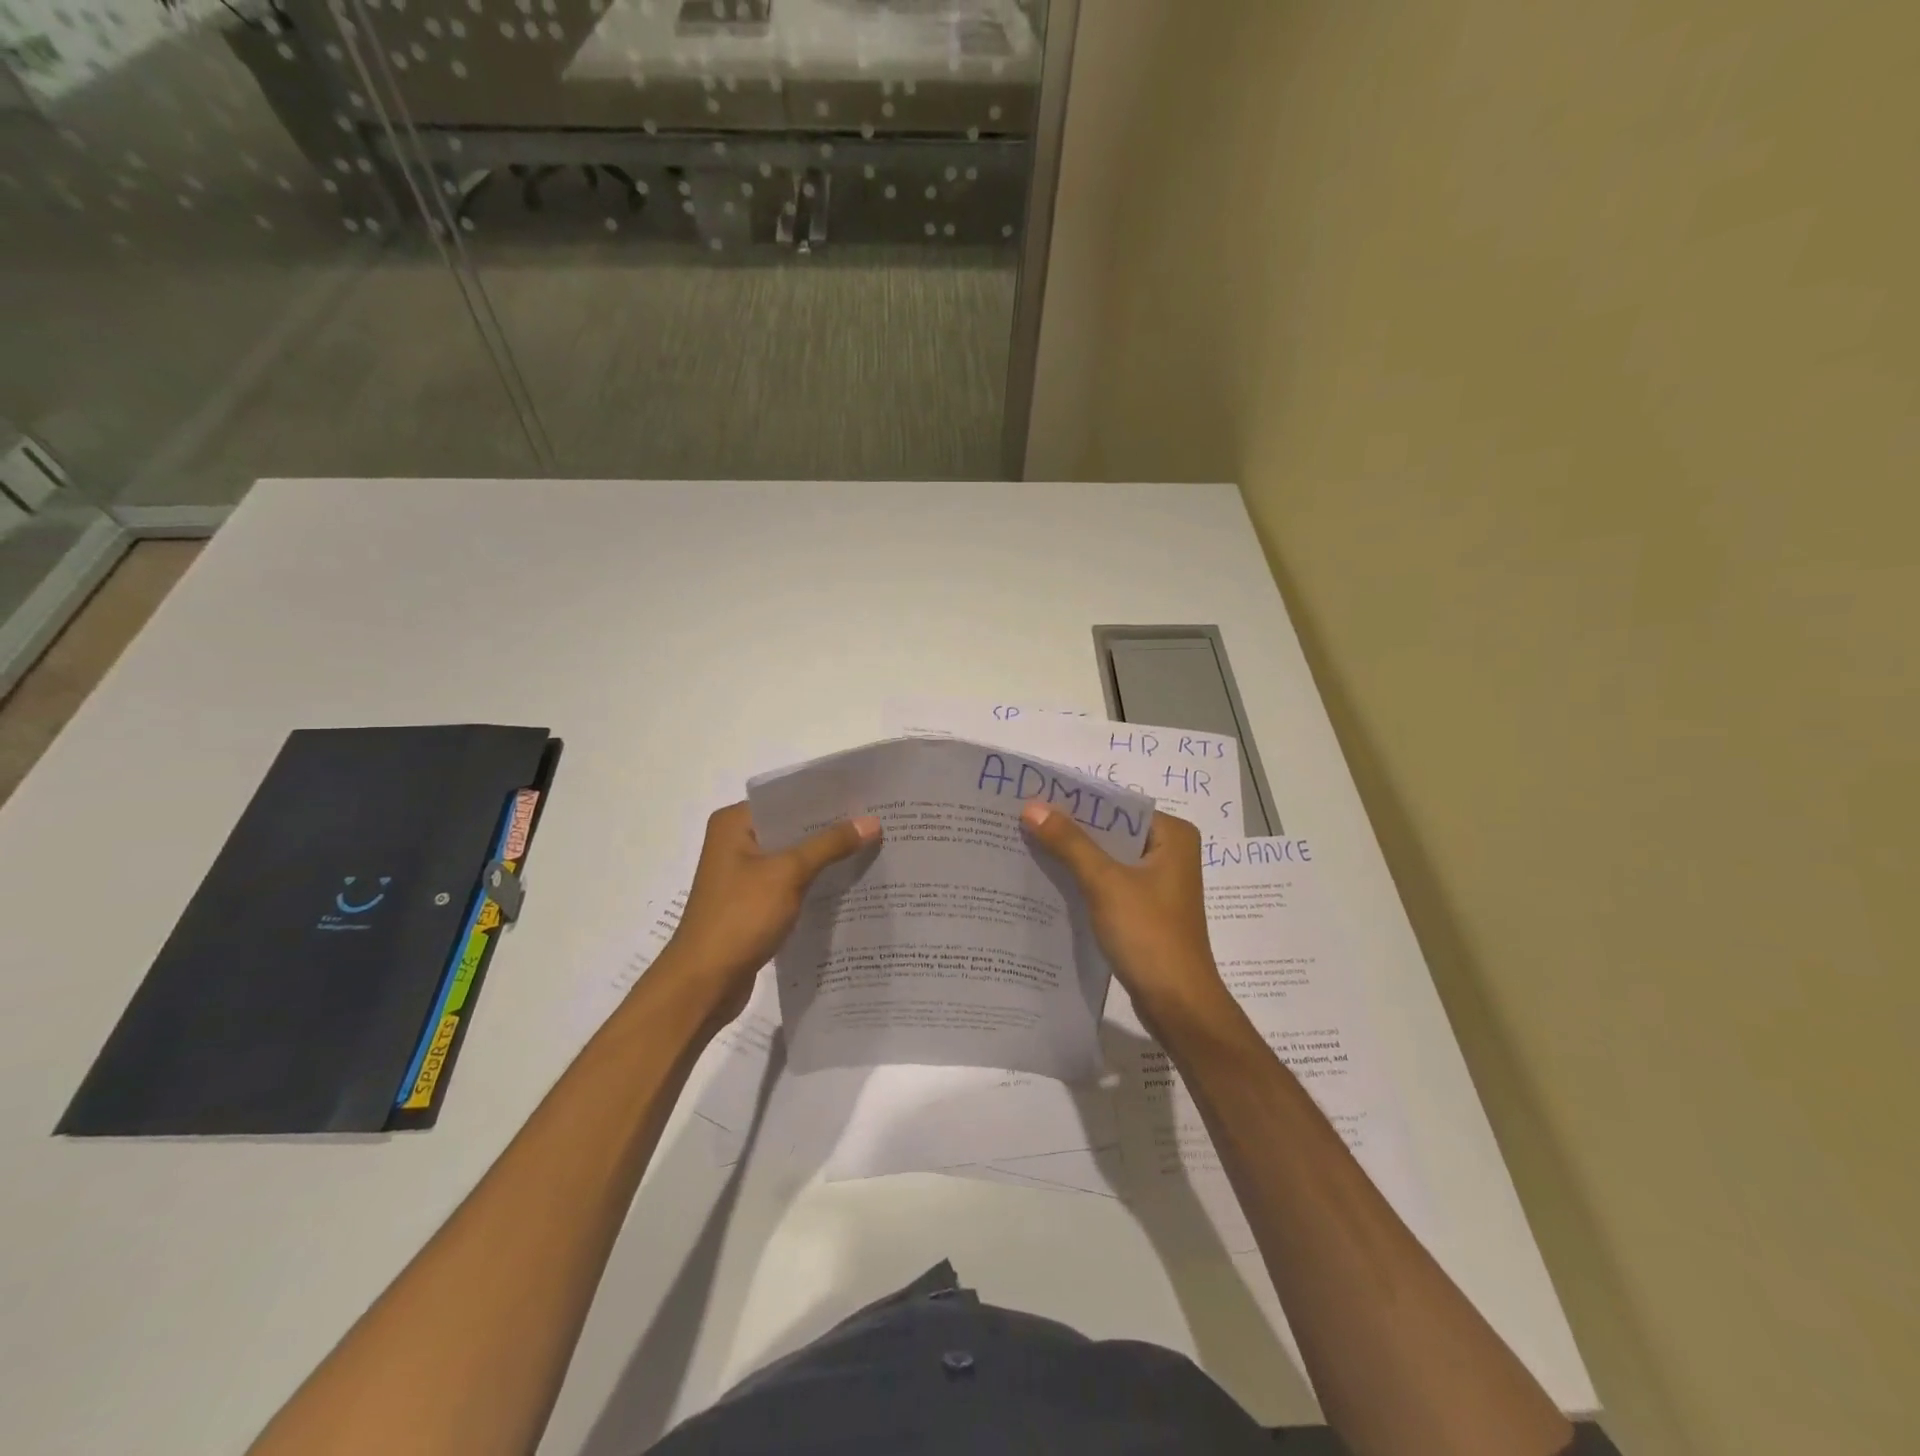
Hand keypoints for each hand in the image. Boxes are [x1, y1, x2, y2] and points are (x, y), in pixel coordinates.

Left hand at [658, 801, 881, 1022]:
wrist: (703, 984)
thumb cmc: (739, 918)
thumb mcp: (788, 874)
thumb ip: (830, 845)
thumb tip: (872, 821)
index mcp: (734, 824)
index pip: (787, 799)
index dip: (826, 797)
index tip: (866, 796)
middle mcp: (736, 842)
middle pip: (792, 827)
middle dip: (832, 828)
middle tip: (878, 822)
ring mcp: (743, 875)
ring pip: (793, 857)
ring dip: (826, 857)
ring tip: (872, 849)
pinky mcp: (752, 903)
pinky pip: (791, 883)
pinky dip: (815, 883)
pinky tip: (849, 884)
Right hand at [1020, 802, 1229, 1028]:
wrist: (1177, 1005)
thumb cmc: (1149, 935)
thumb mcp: (1105, 883)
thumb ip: (1069, 843)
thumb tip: (1031, 807)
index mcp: (1172, 835)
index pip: (1117, 806)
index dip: (1076, 802)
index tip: (1034, 798)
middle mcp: (1169, 852)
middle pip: (1111, 831)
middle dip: (1070, 829)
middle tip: (1023, 820)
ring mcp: (1158, 883)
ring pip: (1108, 858)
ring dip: (1073, 856)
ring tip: (1027, 844)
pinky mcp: (1145, 908)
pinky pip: (1109, 883)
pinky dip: (1083, 881)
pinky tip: (1048, 880)